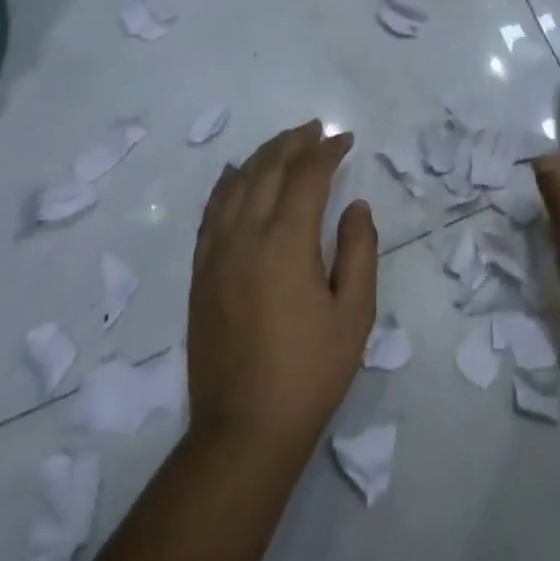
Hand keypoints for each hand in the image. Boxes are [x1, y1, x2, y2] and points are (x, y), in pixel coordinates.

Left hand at [188, 121, 378, 454]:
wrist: (243, 430)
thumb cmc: (309, 373)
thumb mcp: (354, 313)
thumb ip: (359, 250)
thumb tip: (355, 205)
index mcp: (285, 241)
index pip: (307, 176)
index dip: (328, 152)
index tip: (345, 139)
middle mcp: (245, 235)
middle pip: (267, 168)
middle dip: (294, 143)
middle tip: (317, 130)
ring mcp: (216, 252)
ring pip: (236, 183)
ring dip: (262, 156)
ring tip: (284, 144)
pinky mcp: (200, 272)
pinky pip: (212, 211)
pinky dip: (227, 184)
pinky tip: (235, 175)